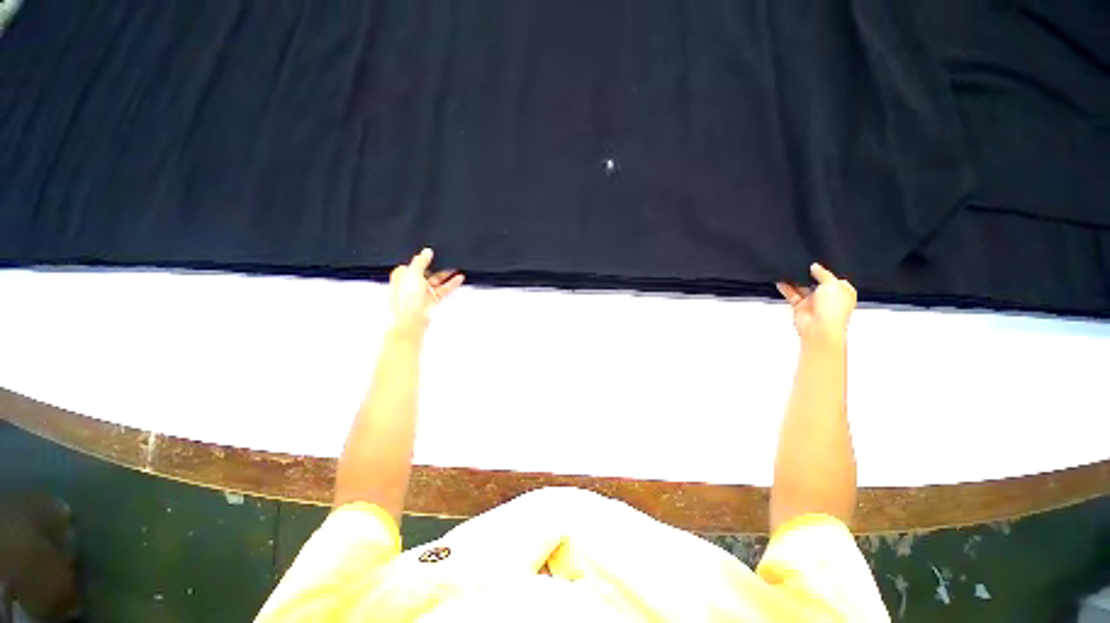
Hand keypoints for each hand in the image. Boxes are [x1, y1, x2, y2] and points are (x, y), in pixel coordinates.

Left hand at [388, 248, 463, 337]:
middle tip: (448, 258)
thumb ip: (421, 261)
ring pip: (437, 280)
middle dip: (437, 266)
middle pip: (427, 271)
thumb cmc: (406, 299)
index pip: (414, 263)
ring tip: (457, 267)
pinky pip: (444, 289)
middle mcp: (412, 283)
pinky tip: (458, 278)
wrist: (411, 319)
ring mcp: (423, 292)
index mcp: (402, 275)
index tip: (433, 252)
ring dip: (447, 274)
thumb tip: (426, 252)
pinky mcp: (432, 299)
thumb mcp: (412, 273)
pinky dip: (451, 283)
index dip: (423, 258)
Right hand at [776, 263, 856, 343]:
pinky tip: (781, 281)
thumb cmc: (834, 310)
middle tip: (801, 265)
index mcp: (843, 291)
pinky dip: (786, 289)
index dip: (826, 271)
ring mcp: (814, 302)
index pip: (834, 277)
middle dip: (809, 275)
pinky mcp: (801, 307)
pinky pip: (792, 295)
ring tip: (789, 270)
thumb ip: (823, 273)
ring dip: (796, 281)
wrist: (820, 328)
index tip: (816, 263)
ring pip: (803, 288)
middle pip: (817, 282)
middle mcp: (828, 297)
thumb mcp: (833, 284)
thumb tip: (815, 267)